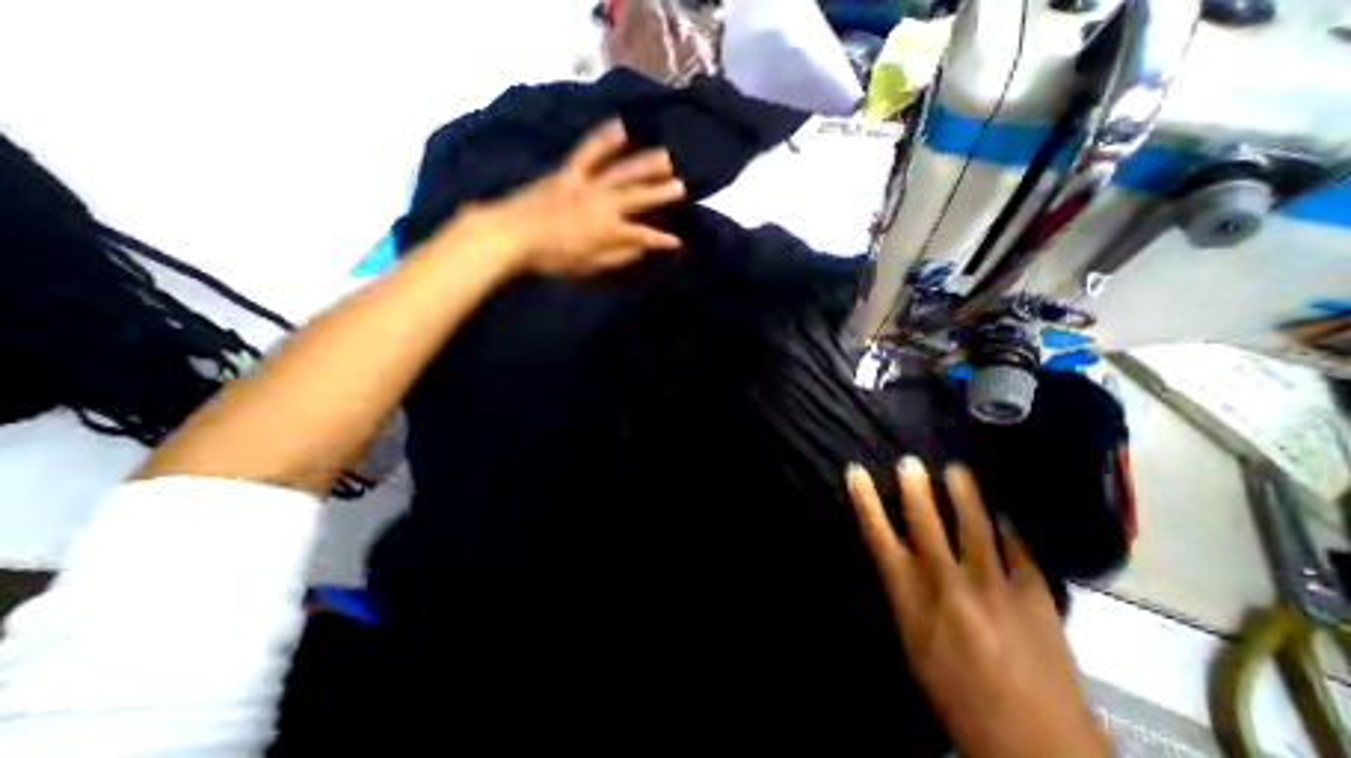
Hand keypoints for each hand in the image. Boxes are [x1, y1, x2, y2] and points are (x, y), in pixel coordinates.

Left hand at [475, 117, 685, 278]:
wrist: (511, 235)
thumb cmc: (552, 258)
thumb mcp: (589, 267)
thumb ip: (619, 256)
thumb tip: (643, 249)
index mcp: (609, 231)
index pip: (645, 236)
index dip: (663, 240)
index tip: (679, 242)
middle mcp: (603, 204)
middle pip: (639, 196)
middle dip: (662, 193)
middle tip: (682, 187)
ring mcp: (586, 184)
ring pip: (621, 172)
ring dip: (645, 164)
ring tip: (665, 157)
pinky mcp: (568, 172)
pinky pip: (589, 152)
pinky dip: (604, 139)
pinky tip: (621, 128)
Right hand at [846, 457, 1102, 757]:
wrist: (1032, 741)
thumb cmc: (952, 688)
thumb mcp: (910, 638)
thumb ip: (903, 590)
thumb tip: (898, 553)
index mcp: (910, 593)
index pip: (878, 533)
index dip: (864, 499)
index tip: (855, 471)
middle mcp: (946, 580)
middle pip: (925, 520)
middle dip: (914, 487)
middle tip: (910, 461)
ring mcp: (993, 585)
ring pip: (974, 525)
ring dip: (964, 494)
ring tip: (957, 469)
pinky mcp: (1034, 595)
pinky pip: (1017, 550)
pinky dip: (1007, 529)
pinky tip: (1004, 515)